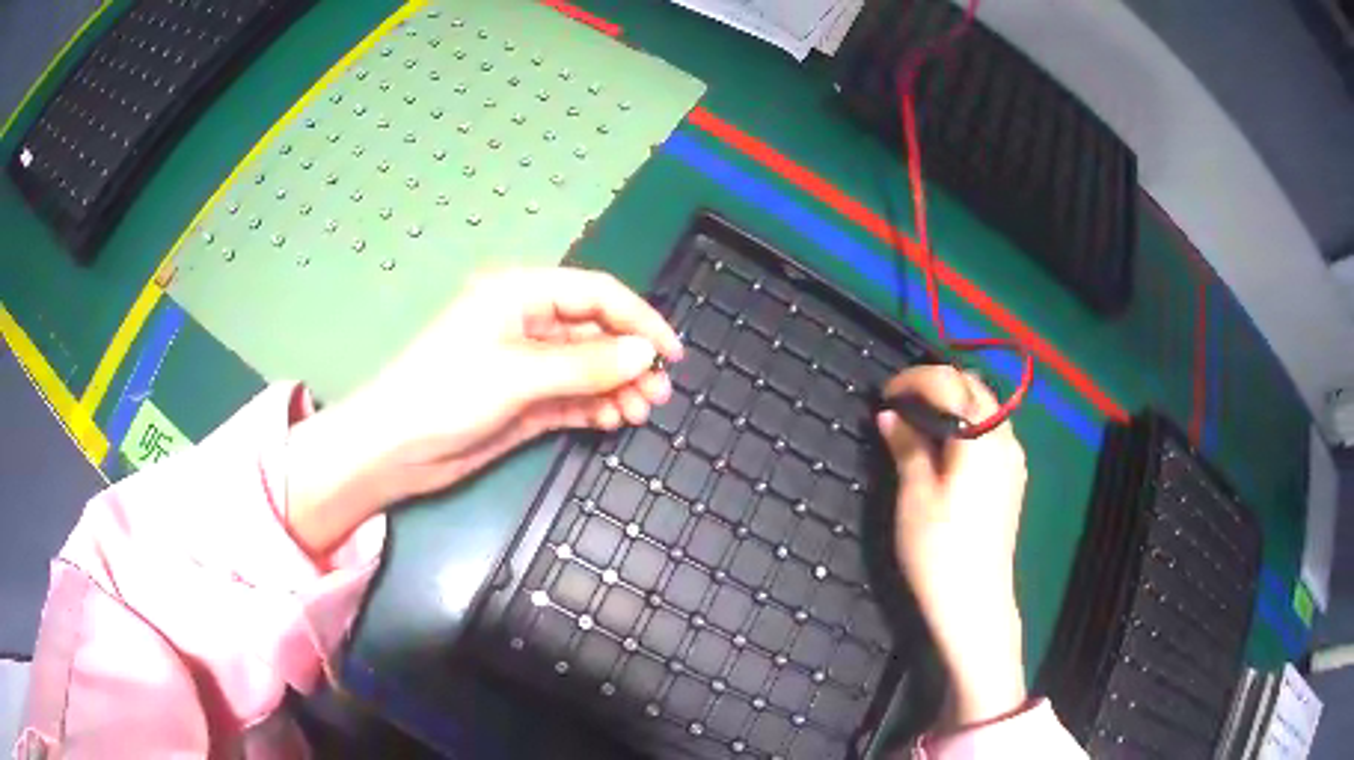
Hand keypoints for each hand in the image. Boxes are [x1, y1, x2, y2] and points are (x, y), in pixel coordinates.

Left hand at [286, 268, 682, 556]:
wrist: (394, 450)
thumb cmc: (447, 393)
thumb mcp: (518, 374)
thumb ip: (586, 365)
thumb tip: (644, 355)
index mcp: (521, 294)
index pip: (595, 294)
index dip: (639, 320)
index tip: (670, 354)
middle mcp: (527, 323)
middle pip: (595, 333)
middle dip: (629, 360)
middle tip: (657, 394)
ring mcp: (526, 365)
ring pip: (587, 369)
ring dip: (617, 387)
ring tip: (640, 412)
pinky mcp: (524, 402)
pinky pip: (572, 397)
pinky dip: (595, 407)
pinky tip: (614, 420)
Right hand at [876, 365, 1028, 726]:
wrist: (975, 601)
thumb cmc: (939, 549)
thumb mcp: (914, 495)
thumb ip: (907, 446)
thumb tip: (891, 415)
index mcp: (980, 437)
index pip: (948, 383)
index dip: (913, 380)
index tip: (884, 394)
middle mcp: (1005, 438)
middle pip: (973, 388)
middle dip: (936, 385)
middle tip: (900, 404)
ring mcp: (1014, 458)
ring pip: (985, 409)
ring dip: (952, 403)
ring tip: (918, 423)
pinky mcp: (1013, 478)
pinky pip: (992, 433)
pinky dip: (967, 425)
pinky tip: (945, 449)